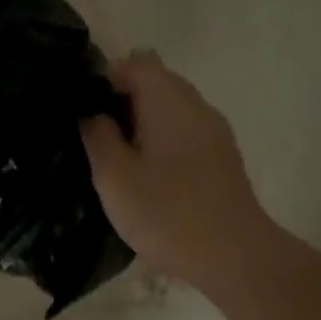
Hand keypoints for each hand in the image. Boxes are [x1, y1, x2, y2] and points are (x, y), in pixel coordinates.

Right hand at [79, 51, 270, 288]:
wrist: (235, 257)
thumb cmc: (167, 213)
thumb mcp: (115, 177)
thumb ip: (98, 137)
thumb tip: (92, 112)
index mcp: (169, 100)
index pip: (136, 62)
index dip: (106, 77)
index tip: (85, 111)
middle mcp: (196, 106)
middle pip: (156, 82)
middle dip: (122, 102)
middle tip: (96, 138)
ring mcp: (214, 132)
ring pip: (171, 110)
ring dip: (142, 125)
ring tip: (118, 161)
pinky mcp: (222, 159)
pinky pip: (184, 134)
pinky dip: (162, 143)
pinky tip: (148, 178)